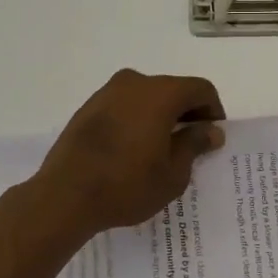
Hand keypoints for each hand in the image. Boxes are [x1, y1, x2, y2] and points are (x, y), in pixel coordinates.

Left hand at [34, 70, 226, 236]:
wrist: (64, 195)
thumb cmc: (127, 185)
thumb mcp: (173, 173)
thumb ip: (194, 144)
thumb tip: (210, 130)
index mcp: (161, 93)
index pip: (200, 89)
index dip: (213, 110)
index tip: (213, 136)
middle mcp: (134, 82)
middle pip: (173, 89)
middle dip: (187, 113)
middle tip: (191, 145)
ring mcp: (107, 93)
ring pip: (146, 97)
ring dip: (160, 116)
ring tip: (161, 149)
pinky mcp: (88, 108)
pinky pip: (124, 106)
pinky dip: (137, 119)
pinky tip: (134, 149)